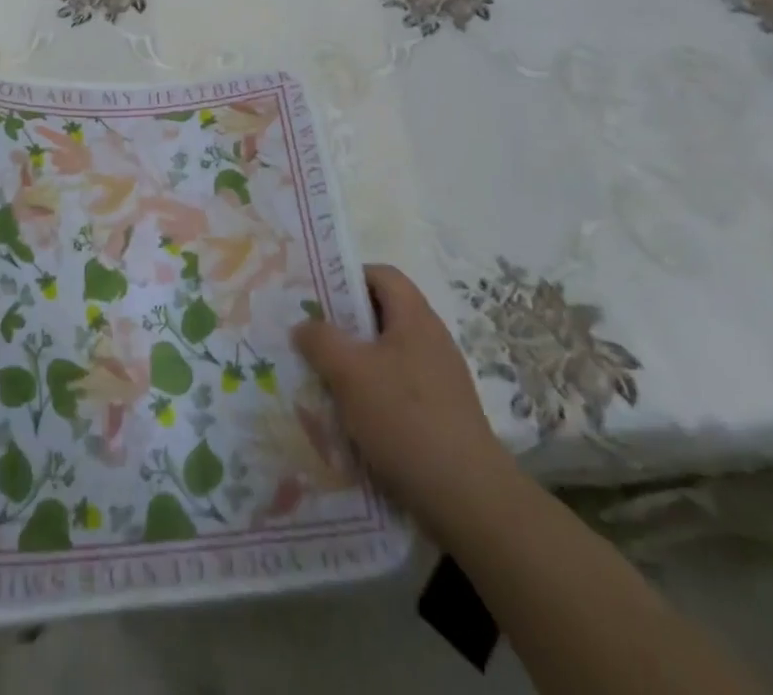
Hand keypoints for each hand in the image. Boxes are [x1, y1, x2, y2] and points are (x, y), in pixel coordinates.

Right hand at [292, 263, 510, 531]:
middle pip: (382, 315)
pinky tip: (350, 419)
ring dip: (354, 364)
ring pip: (386, 356)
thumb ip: (320, 340)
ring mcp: (439, 379)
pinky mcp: (440, 415)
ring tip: (322, 380)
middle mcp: (431, 340)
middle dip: (344, 325)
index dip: (348, 277)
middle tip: (310, 339)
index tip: (316, 297)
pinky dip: (371, 395)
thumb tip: (304, 325)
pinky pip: (397, 389)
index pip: (382, 275)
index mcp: (415, 318)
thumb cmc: (405, 419)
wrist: (468, 499)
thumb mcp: (349, 372)